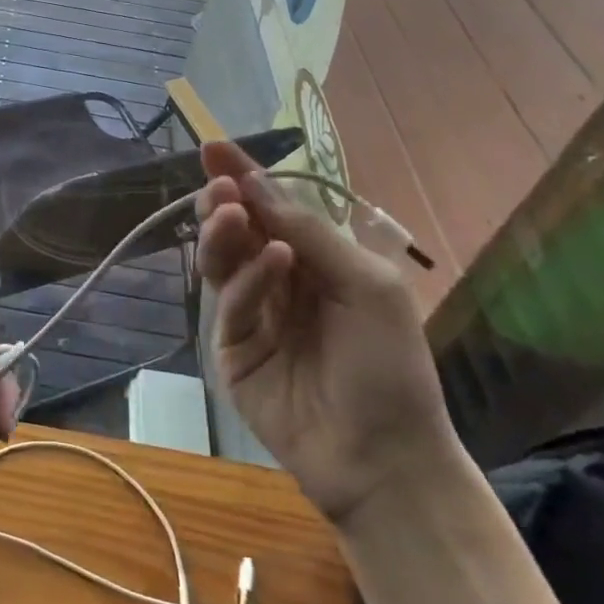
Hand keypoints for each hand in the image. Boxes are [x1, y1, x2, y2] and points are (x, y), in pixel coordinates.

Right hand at [196, 140, 462, 529]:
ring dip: (224, 231)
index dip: (242, 175)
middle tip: (218, 184)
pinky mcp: (232, 349)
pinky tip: (274, 263)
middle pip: (238, 230)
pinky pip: (231, 304)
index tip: (213, 146)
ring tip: (229, 210)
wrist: (382, 457)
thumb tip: (253, 185)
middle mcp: (279, 281)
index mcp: (315, 262)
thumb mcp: (366, 285)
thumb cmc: (390, 365)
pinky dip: (248, 280)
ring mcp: (252, 315)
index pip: (270, 208)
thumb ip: (310, 233)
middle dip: (224, 201)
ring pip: (223, 260)